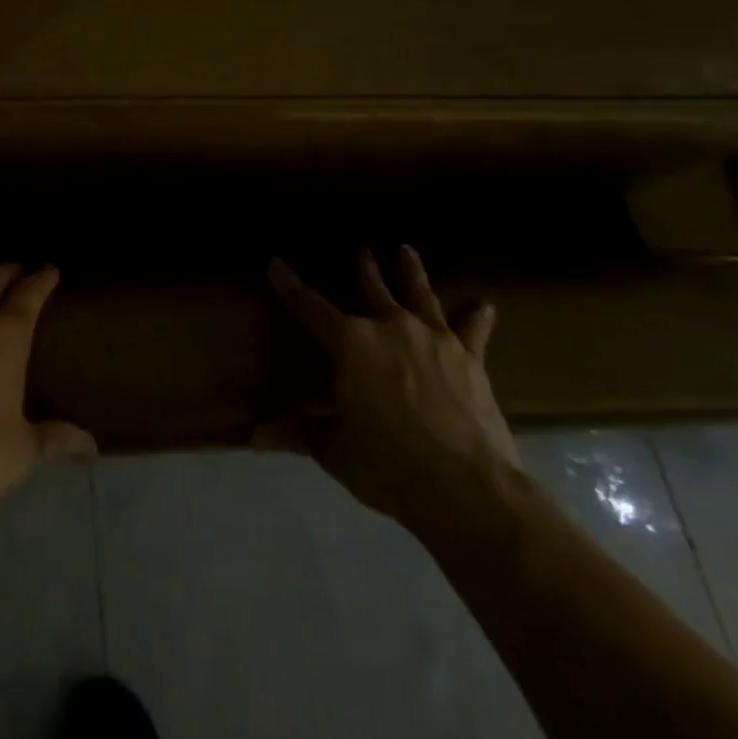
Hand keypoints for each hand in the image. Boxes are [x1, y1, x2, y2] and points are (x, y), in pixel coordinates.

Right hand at [265, 246, 520, 535]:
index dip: (289, 285)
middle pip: (372, 289)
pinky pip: (472, 330)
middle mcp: (390, 327)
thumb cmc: (387, 464)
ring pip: (419, 295)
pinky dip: (476, 317)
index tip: (276, 263)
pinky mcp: (471, 359)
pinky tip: (484, 305)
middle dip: (363, 269)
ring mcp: (434, 339)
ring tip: (406, 251)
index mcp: (349, 343)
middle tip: (361, 250)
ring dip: (411, 273)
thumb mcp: (334, 450)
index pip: (308, 306)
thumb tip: (252, 436)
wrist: (466, 487)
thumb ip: (298, 432)